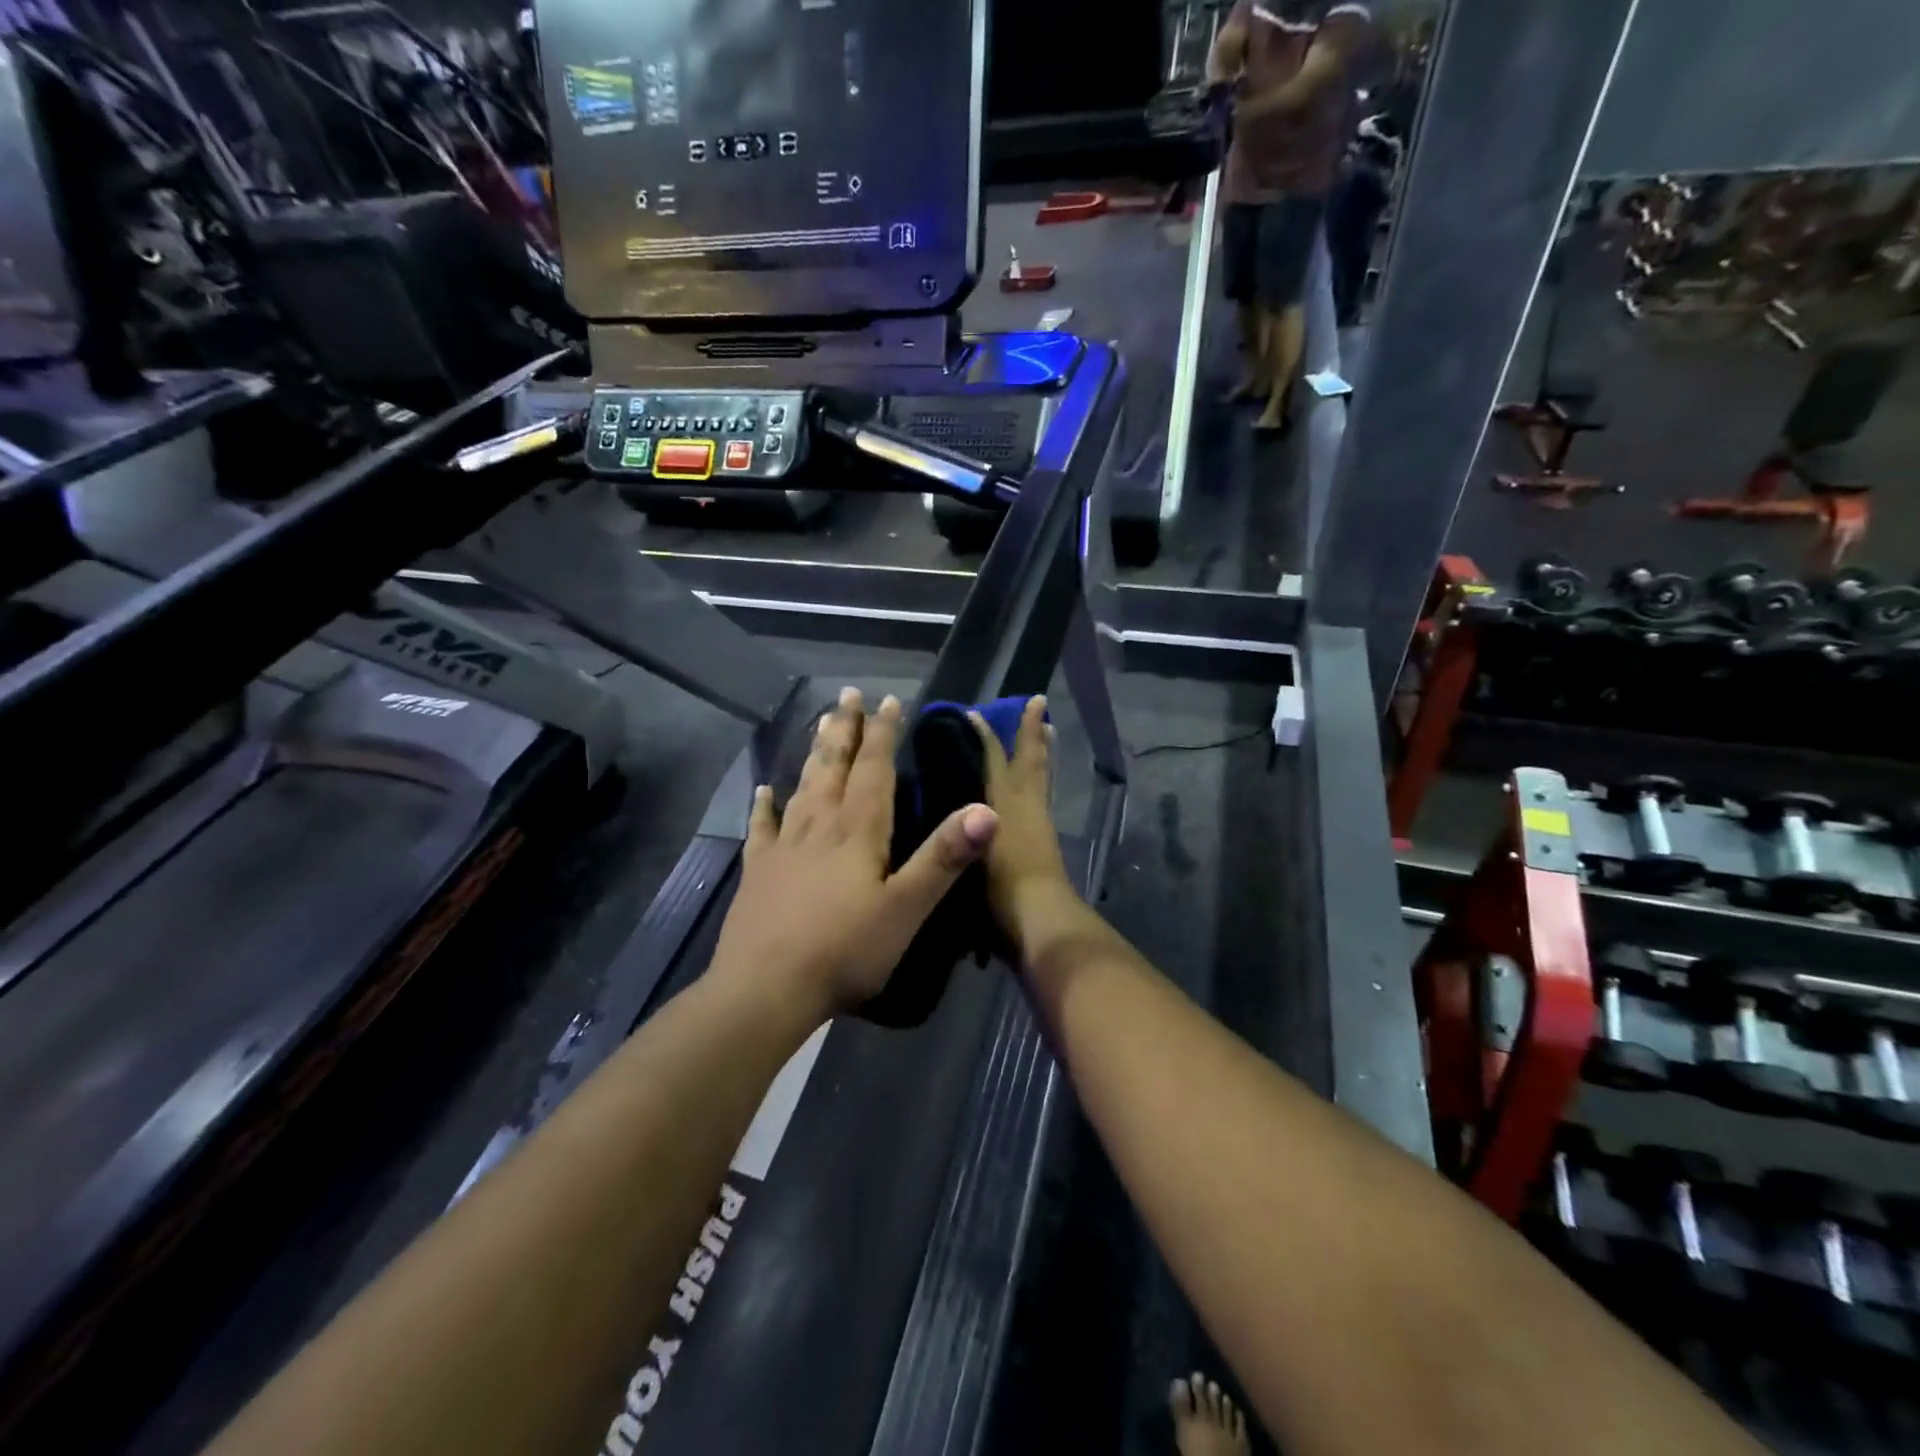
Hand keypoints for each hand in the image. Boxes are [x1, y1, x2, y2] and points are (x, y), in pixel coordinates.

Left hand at [709, 687, 997, 1017]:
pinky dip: (764, 807)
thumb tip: (985, 808)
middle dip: (846, 730)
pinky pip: (762, 828)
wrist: (765, 990)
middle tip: (848, 694)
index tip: (888, 700)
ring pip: (802, 787)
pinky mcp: (759, 873)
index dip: (884, 734)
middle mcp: (819, 827)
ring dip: (814, 754)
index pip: (874, 771)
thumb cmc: (844, 951)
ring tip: (820, 724)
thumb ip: (944, 857)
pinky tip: (763, 790)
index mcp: (858, 832)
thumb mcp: (906, 908)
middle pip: (834, 767)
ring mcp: (784, 848)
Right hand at [970, 696, 1080, 950]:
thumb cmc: (999, 888)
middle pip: (1030, 759)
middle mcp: (1025, 804)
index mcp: (1003, 803)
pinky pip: (1045, 794)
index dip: (984, 734)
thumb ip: (958, 831)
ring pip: (1043, 774)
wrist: (1040, 920)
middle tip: (1037, 702)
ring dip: (1043, 750)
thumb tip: (943, 812)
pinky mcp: (1046, 838)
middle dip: (1030, 730)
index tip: (972, 713)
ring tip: (1048, 728)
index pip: (993, 758)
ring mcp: (1040, 820)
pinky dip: (1043, 778)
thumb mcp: (972, 853)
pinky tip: (1039, 780)